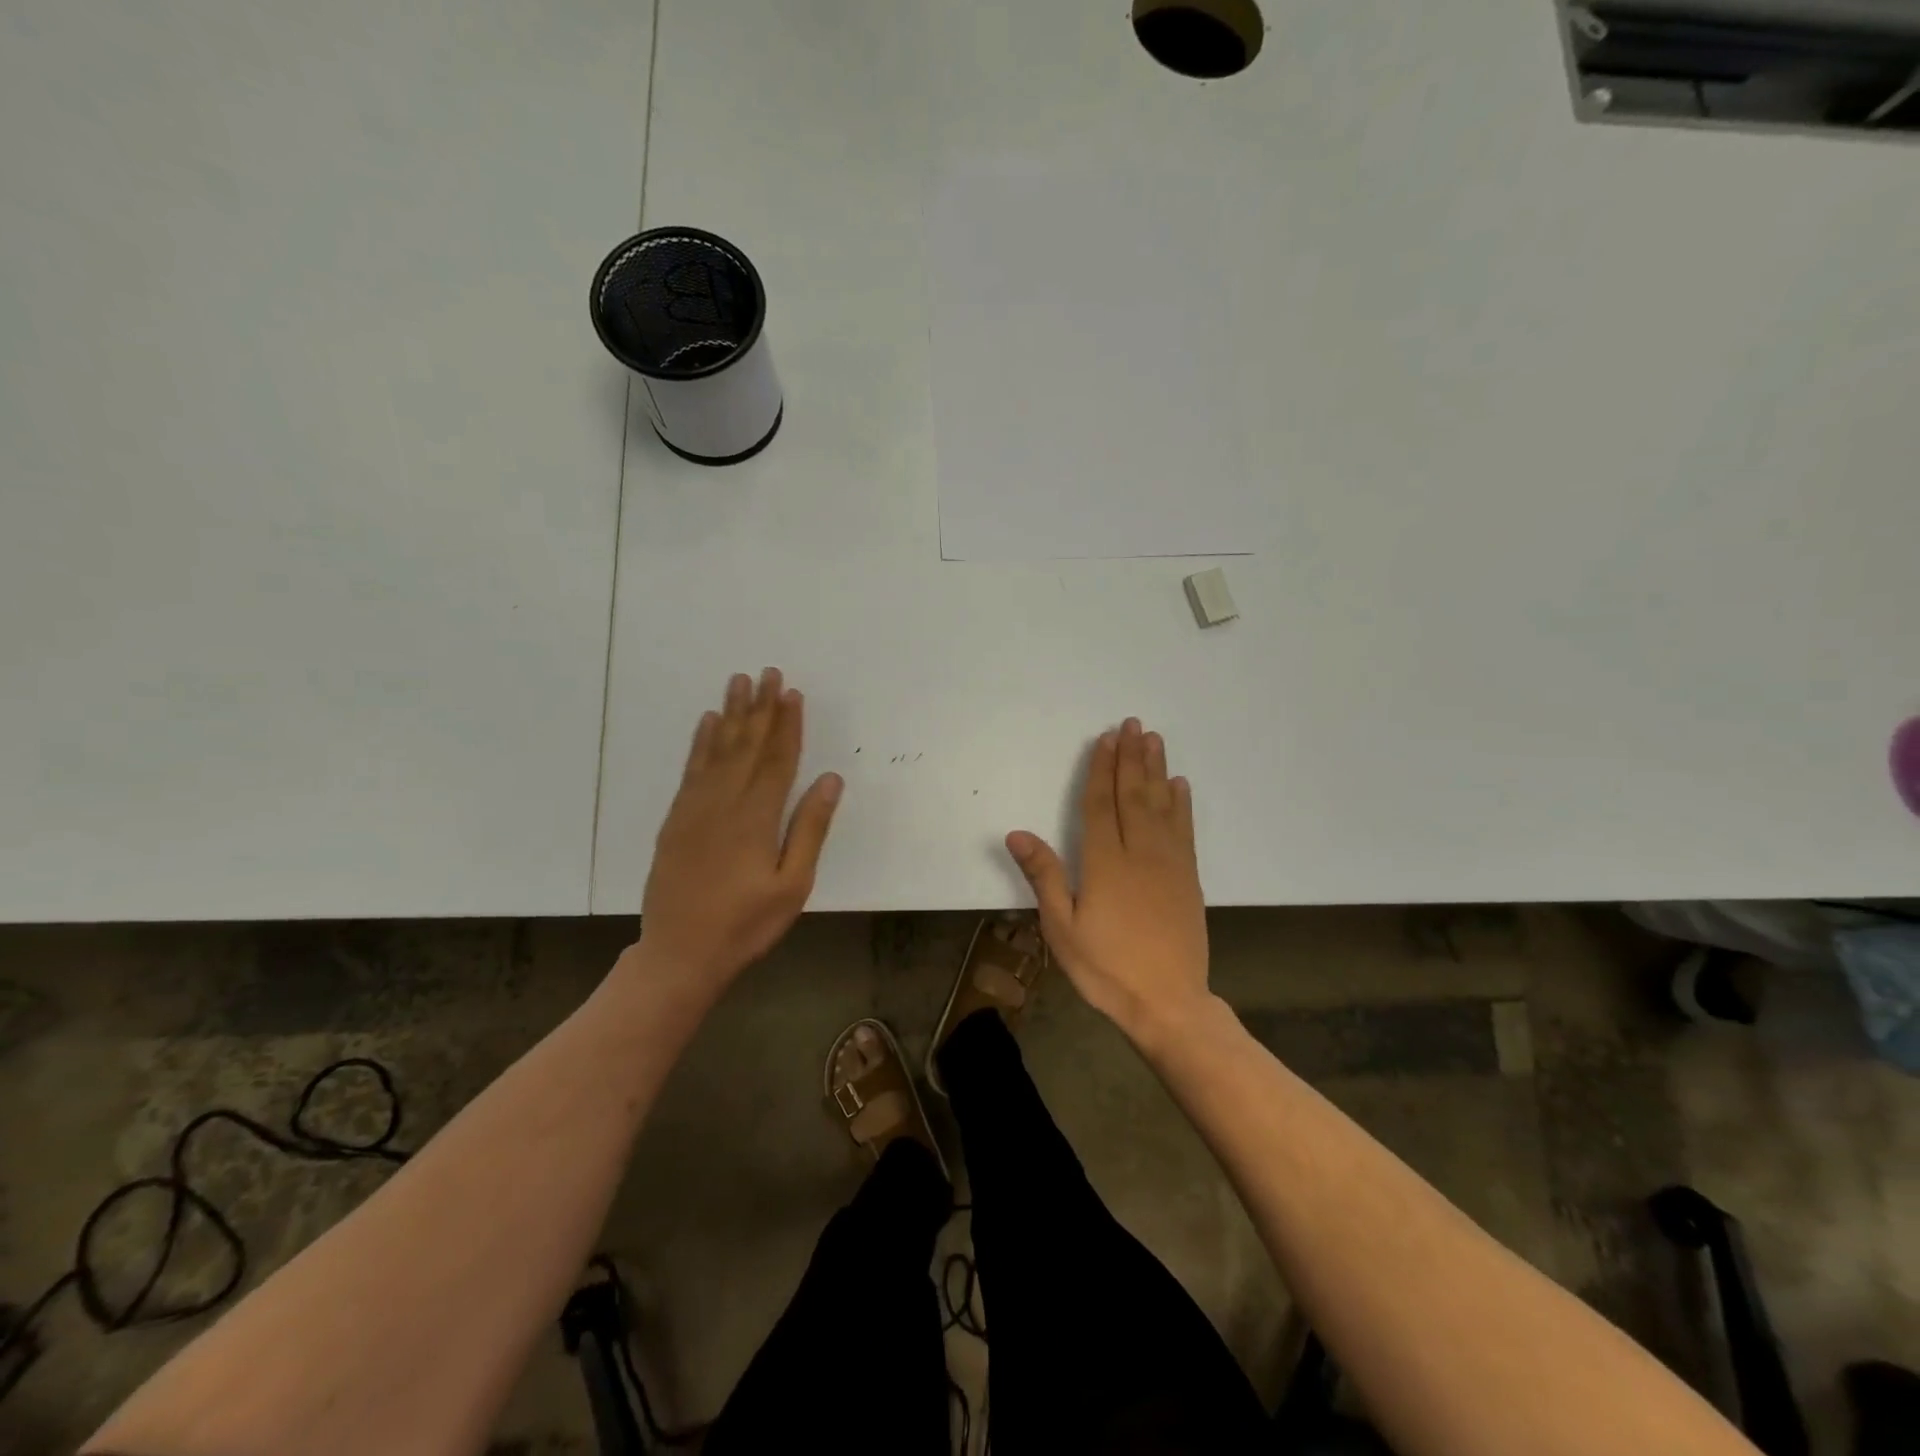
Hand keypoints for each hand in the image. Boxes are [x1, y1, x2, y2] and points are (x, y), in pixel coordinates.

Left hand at [637, 668, 842, 999]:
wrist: (680, 954)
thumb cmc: (746, 925)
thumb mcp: (792, 885)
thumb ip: (810, 829)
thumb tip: (829, 780)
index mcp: (757, 818)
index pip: (777, 760)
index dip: (787, 725)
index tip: (792, 693)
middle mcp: (724, 803)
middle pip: (747, 746)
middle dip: (760, 708)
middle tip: (767, 672)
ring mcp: (695, 809)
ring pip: (717, 750)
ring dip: (731, 714)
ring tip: (739, 682)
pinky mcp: (676, 820)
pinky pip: (691, 770)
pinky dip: (700, 743)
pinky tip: (707, 723)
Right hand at [1006, 718, 1211, 1042]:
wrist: (1168, 1003)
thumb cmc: (1106, 969)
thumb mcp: (1062, 929)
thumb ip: (1044, 877)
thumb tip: (1017, 833)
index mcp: (1105, 863)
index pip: (1100, 804)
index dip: (1101, 769)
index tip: (1105, 739)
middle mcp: (1139, 853)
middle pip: (1134, 794)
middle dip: (1131, 757)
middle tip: (1133, 724)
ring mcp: (1169, 864)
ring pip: (1162, 805)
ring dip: (1157, 770)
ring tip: (1155, 740)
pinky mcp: (1189, 878)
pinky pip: (1185, 830)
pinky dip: (1182, 804)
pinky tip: (1180, 786)